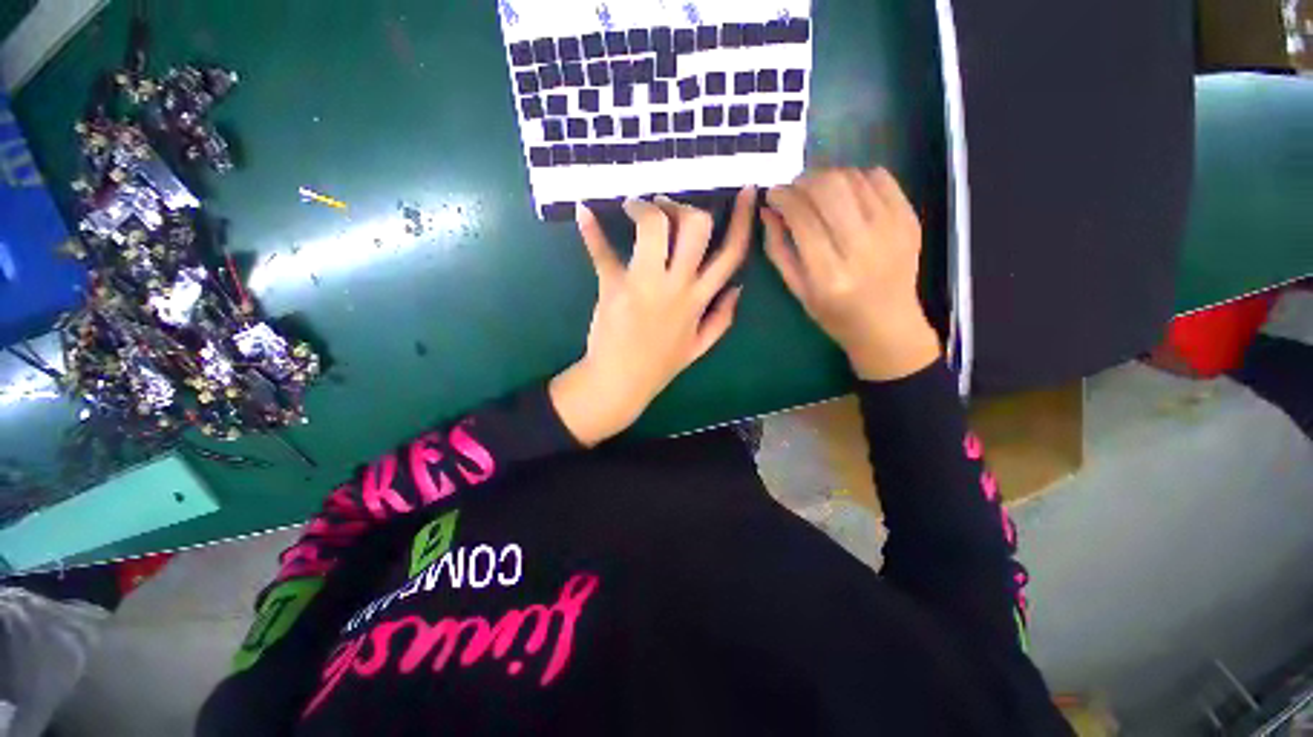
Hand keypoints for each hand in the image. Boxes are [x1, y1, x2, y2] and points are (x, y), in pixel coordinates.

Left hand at [550, 189, 755, 445]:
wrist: (620, 382)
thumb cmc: (660, 365)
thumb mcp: (700, 346)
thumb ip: (723, 317)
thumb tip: (739, 288)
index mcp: (699, 300)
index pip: (732, 253)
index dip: (744, 219)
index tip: (747, 190)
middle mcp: (676, 286)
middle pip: (695, 227)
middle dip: (684, 207)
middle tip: (666, 207)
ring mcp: (644, 284)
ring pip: (654, 228)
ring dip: (646, 208)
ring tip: (635, 208)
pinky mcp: (613, 286)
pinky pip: (603, 253)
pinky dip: (591, 230)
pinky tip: (584, 212)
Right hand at [764, 168, 940, 380]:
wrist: (888, 325)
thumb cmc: (834, 314)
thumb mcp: (797, 290)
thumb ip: (778, 249)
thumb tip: (767, 211)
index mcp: (829, 274)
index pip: (802, 218)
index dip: (783, 197)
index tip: (773, 194)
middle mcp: (862, 247)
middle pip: (830, 188)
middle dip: (804, 180)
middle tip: (794, 189)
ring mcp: (892, 230)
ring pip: (853, 177)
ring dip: (828, 176)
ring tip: (817, 192)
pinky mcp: (910, 219)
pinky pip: (880, 178)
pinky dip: (857, 177)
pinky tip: (847, 194)